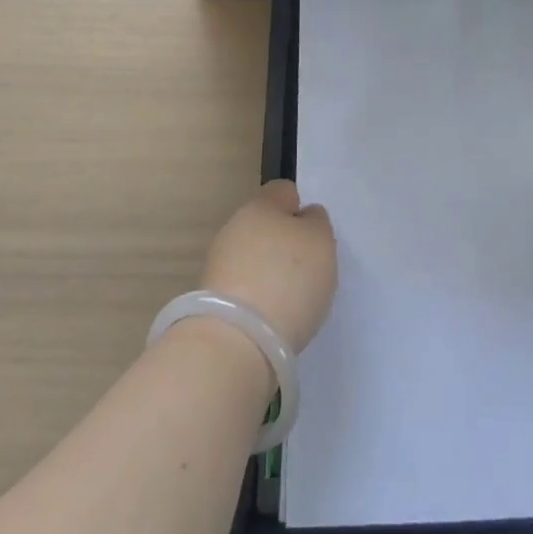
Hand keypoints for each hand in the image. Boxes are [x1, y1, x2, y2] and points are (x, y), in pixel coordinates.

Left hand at [200, 179, 336, 352]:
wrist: (236, 342)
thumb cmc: (287, 280)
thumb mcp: (321, 242)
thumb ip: (316, 223)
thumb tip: (304, 218)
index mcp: (261, 205)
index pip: (283, 192)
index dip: (301, 209)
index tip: (314, 238)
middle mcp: (234, 227)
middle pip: (265, 226)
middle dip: (284, 244)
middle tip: (306, 271)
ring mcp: (218, 264)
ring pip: (252, 258)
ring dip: (268, 273)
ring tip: (289, 302)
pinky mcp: (211, 301)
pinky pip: (242, 289)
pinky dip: (256, 300)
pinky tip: (270, 319)